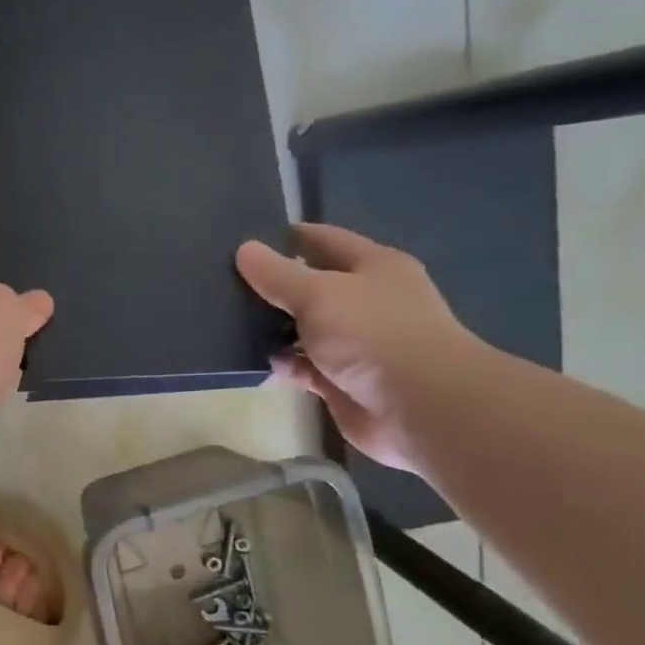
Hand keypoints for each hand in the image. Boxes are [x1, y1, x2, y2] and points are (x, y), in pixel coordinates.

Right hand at [236, 225, 481, 472]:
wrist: (418, 407)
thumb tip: (244, 249)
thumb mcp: (318, 294)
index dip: (290, 237)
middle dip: (275, 286)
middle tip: (226, 282)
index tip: (248, 238)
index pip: (326, 241)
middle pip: (312, 286)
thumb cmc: (373, 334)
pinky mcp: (342, 380)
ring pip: (304, 328)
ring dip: (274, 328)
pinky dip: (284, 364)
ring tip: (229, 321)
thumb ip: (277, 274)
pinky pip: (304, 366)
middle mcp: (367, 301)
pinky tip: (257, 360)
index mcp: (374, 267)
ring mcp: (355, 343)